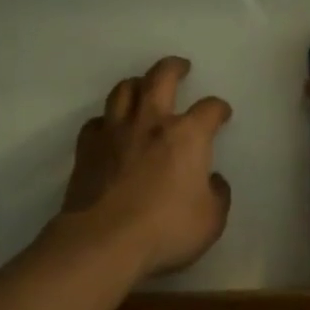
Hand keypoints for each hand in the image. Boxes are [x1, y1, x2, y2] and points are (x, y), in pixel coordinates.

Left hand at [59, 57, 232, 278]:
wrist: (104, 242)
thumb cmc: (166, 229)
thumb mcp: (211, 220)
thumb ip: (217, 194)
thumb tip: (212, 180)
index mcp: (187, 135)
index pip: (209, 108)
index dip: (219, 108)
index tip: (222, 114)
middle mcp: (151, 122)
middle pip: (161, 77)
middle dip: (174, 67)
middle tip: (181, 67)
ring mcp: (115, 132)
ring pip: (123, 90)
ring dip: (137, 84)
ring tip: (143, 87)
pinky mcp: (87, 149)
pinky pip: (97, 122)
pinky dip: (106, 121)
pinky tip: (110, 128)